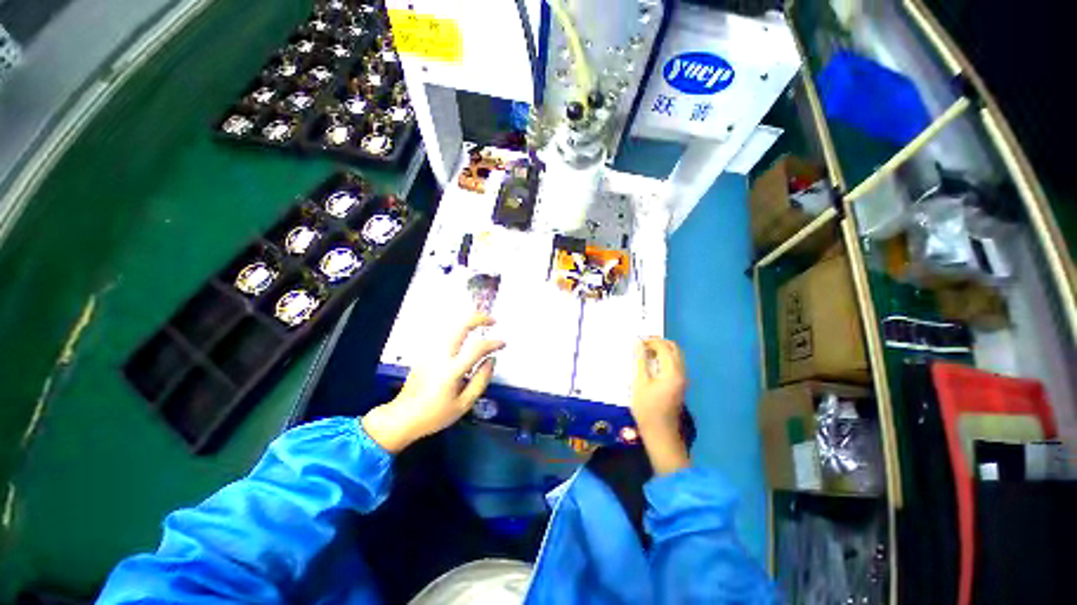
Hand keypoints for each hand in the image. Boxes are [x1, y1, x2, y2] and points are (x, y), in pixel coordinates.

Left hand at [363, 314, 504, 452]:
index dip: (493, 343)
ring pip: (451, 327)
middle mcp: (440, 356)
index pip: (477, 348)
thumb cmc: (435, 415)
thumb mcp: (464, 404)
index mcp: (451, 371)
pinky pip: (445, 335)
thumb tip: (491, 360)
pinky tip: (466, 334)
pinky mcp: (425, 353)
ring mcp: (431, 352)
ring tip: (482, 323)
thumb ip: (481, 380)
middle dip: (478, 319)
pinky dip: (459, 329)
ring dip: (468, 322)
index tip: (503, 343)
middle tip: (493, 320)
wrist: (402, 417)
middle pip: (460, 327)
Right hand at [631, 337, 689, 474]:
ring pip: (675, 356)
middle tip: (641, 345)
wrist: (660, 434)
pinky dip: (664, 358)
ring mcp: (683, 379)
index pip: (664, 347)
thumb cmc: (647, 409)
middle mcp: (681, 373)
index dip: (650, 341)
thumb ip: (639, 361)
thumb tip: (637, 343)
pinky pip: (674, 364)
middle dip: (658, 343)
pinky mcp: (680, 385)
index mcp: (672, 372)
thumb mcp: (639, 383)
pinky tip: (651, 364)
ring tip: (644, 353)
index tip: (636, 342)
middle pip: (674, 348)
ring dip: (661, 350)